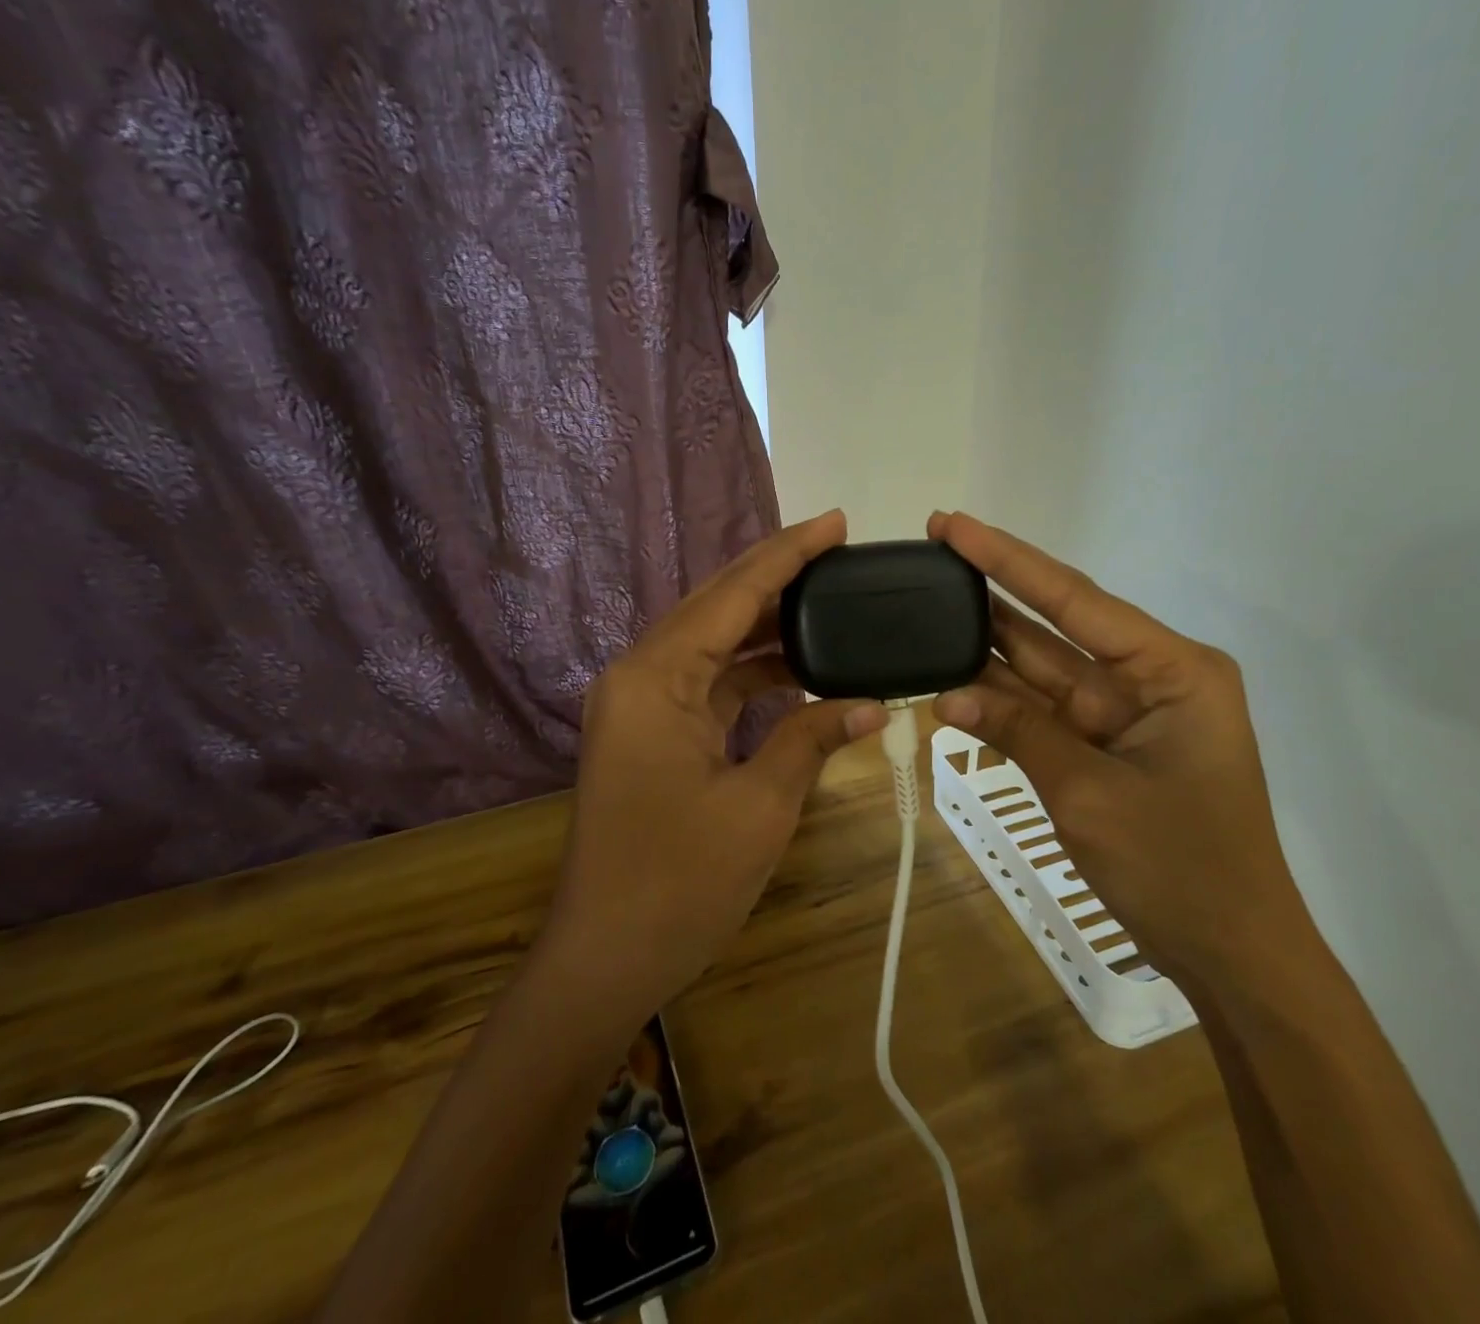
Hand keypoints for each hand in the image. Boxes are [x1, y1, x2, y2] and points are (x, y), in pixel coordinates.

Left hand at [539, 511, 887, 1028]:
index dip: (788, 555)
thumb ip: (813, 740)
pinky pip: (706, 682)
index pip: (732, 596)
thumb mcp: (760, 806)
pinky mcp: (648, 731)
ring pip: (711, 643)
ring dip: (767, 626)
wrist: (605, 958)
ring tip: (831, 603)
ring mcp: (639, 703)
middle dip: (778, 576)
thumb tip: (874, 704)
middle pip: (716, 607)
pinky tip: (798, 667)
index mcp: (655, 678)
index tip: (835, 522)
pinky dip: (751, 672)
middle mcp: (639, 675)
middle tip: (839, 550)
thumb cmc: (679, 884)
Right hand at [928, 511, 1314, 982]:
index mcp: (1172, 669)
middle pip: (1057, 623)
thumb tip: (947, 694)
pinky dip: (999, 701)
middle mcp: (1150, 677)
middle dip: (994, 591)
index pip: (1075, 599)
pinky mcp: (1105, 745)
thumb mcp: (1090, 794)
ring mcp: (1125, 712)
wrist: (1232, 955)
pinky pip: (1043, 711)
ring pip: (1043, 666)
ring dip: (987, 645)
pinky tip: (949, 680)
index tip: (953, 525)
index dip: (1008, 560)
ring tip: (927, 605)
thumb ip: (1019, 732)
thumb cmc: (1180, 868)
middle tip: (932, 551)